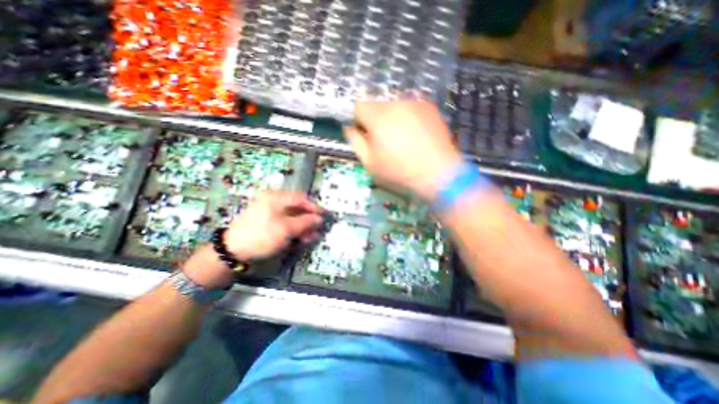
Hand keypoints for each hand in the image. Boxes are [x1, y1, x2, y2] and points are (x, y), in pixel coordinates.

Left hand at [227, 193, 322, 261]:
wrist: (232, 251)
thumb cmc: (261, 236)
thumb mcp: (286, 229)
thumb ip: (305, 222)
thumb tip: (319, 218)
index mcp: (276, 198)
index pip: (301, 198)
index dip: (314, 207)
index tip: (324, 215)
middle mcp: (273, 202)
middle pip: (297, 207)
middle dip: (309, 219)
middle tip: (317, 229)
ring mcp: (269, 212)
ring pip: (292, 216)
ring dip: (303, 226)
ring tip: (311, 237)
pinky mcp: (267, 222)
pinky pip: (285, 223)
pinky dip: (294, 229)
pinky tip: (300, 237)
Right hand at [342, 101, 460, 201]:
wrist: (438, 173)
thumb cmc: (400, 171)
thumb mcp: (370, 163)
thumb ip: (355, 142)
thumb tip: (349, 128)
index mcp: (377, 116)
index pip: (358, 105)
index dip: (358, 120)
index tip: (365, 134)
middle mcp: (395, 102)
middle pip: (376, 103)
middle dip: (375, 118)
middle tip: (383, 139)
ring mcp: (415, 102)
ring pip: (393, 104)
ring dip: (391, 116)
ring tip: (401, 137)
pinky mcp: (429, 106)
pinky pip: (410, 106)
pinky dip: (407, 116)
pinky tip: (414, 134)